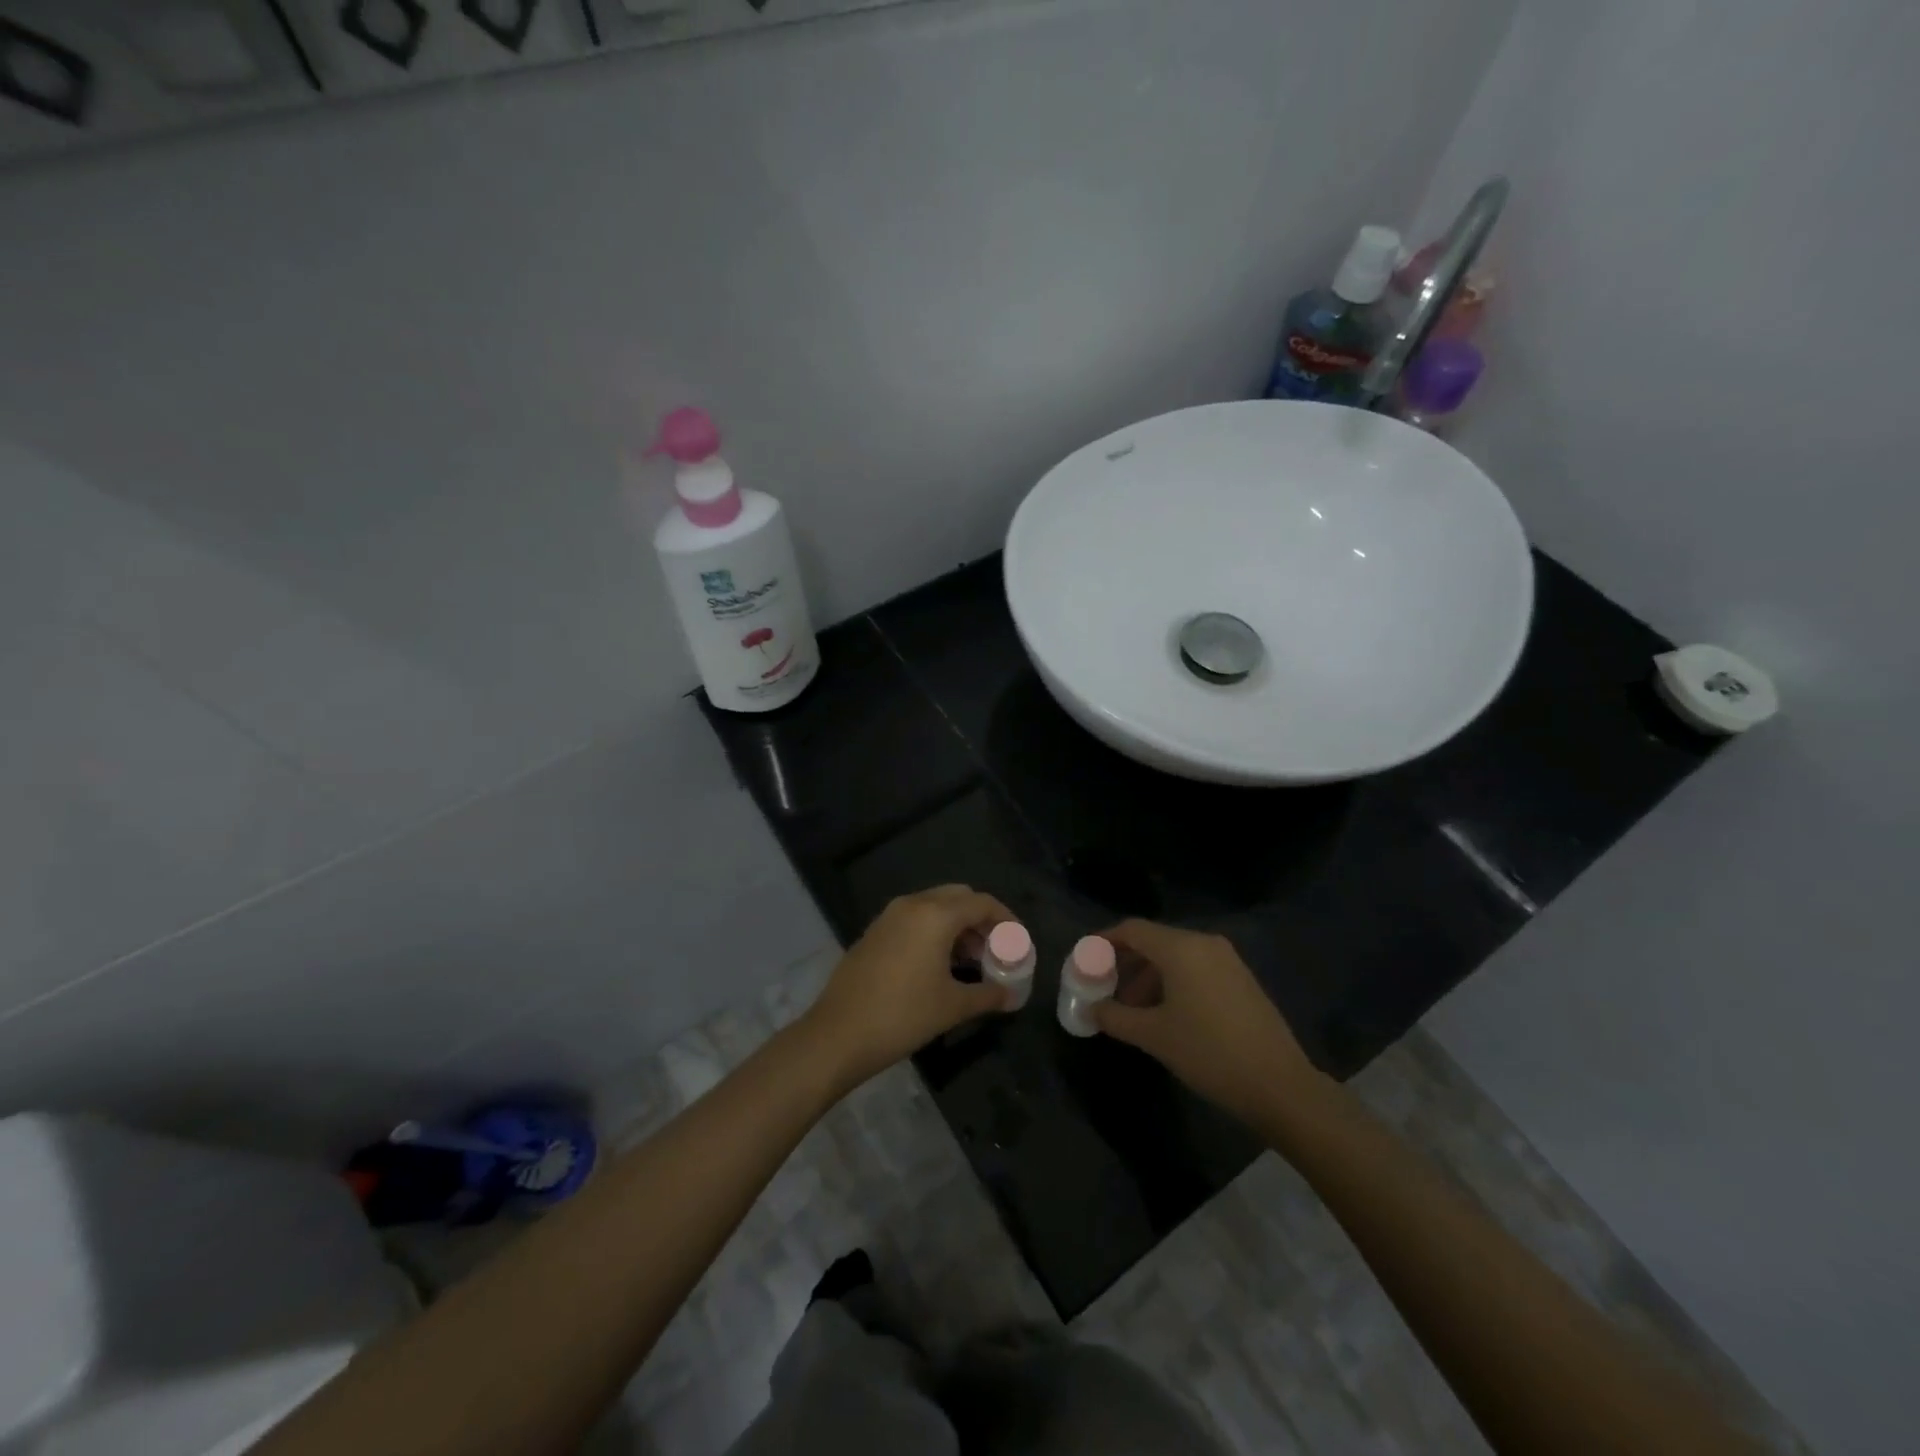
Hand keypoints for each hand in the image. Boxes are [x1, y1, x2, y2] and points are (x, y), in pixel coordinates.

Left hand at [802, 885, 1017, 1089]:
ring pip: (934, 906)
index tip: (1018, 942)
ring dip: (957, 925)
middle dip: (981, 919)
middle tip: (994, 950)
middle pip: (958, 897)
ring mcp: (889, 916)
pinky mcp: (874, 932)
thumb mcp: (952, 1006)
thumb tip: (1012, 997)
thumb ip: (988, 995)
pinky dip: (934, 931)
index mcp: (935, 915)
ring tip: (971, 961)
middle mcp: (912, 905)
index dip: (1006, 920)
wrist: (838, 1034)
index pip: (981, 903)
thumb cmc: (903, 1015)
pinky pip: (914, 919)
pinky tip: (939, 965)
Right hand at [1095, 919, 1328, 1130]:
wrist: (1279, 1086)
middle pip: (1154, 941)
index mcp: (1181, 948)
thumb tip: (1091, 1009)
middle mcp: (1205, 944)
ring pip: (1176, 957)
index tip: (1085, 959)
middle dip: (1126, 964)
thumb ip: (1115, 1017)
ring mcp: (1228, 960)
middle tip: (1105, 989)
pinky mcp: (1241, 979)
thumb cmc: (1209, 1053)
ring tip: (1133, 1010)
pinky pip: (1196, 968)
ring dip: (1149, 977)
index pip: (1132, 929)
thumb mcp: (1153, 1036)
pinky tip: (1166, 1014)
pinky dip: (1174, 982)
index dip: (1104, 941)